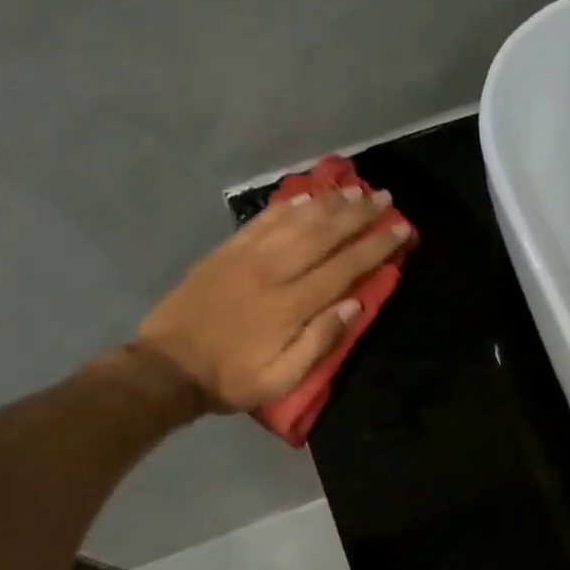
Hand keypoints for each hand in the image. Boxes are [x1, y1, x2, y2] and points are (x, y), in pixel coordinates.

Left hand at [134, 188, 410, 413]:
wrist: (167, 367)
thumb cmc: (231, 379)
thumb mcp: (281, 379)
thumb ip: (319, 343)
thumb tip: (354, 305)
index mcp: (291, 305)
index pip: (344, 267)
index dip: (376, 246)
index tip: (402, 228)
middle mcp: (273, 271)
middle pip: (324, 234)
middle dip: (359, 214)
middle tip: (385, 197)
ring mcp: (247, 256)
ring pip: (296, 220)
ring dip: (328, 202)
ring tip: (355, 190)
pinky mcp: (226, 251)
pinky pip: (263, 220)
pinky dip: (288, 205)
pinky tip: (306, 197)